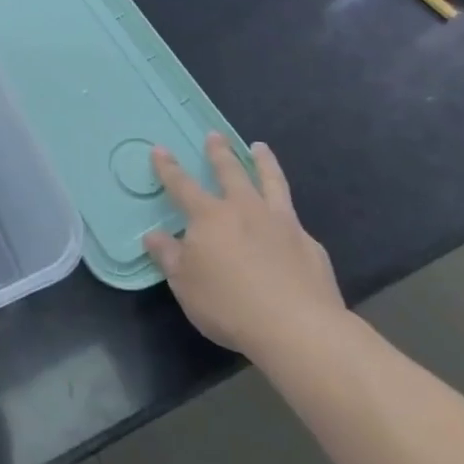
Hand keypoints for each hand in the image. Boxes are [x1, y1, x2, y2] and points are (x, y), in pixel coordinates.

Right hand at [143, 137, 345, 365]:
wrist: (298, 328)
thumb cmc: (229, 304)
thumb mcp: (185, 284)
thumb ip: (169, 256)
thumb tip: (153, 235)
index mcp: (210, 217)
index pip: (182, 185)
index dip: (168, 168)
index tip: (159, 148)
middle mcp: (245, 210)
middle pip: (231, 172)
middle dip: (220, 153)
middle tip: (215, 135)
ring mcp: (282, 224)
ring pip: (271, 183)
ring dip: (264, 163)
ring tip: (260, 148)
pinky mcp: (310, 246)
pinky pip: (294, 222)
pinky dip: (286, 215)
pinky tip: (289, 222)